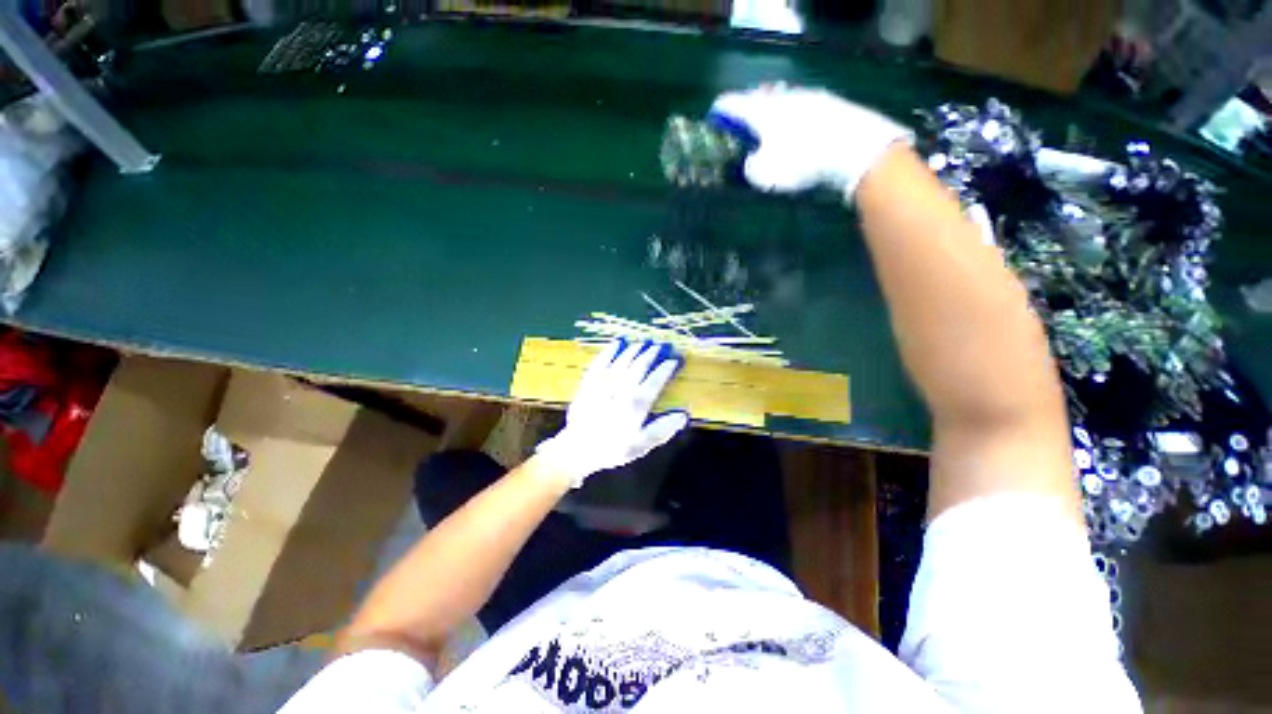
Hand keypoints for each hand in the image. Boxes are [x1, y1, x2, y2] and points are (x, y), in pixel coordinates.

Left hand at [535, 340, 688, 487]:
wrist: (577, 450)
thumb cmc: (612, 449)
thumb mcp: (640, 445)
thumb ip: (662, 429)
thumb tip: (683, 414)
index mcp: (636, 405)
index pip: (655, 380)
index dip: (666, 368)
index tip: (675, 359)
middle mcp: (621, 390)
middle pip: (639, 366)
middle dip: (652, 353)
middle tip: (662, 344)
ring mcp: (603, 384)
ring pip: (622, 360)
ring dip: (635, 349)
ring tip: (645, 342)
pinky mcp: (589, 382)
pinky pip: (601, 361)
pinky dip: (610, 351)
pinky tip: (617, 343)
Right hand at [709, 84, 911, 199]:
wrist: (855, 148)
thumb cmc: (800, 161)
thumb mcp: (764, 175)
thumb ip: (750, 168)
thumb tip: (752, 161)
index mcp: (759, 111)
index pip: (729, 103)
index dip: (717, 113)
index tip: (712, 124)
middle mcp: (781, 97)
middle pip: (755, 99)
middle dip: (746, 114)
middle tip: (742, 131)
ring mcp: (807, 96)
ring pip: (780, 102)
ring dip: (771, 116)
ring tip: (770, 134)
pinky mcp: (829, 103)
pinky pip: (801, 108)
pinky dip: (792, 120)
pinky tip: (798, 134)